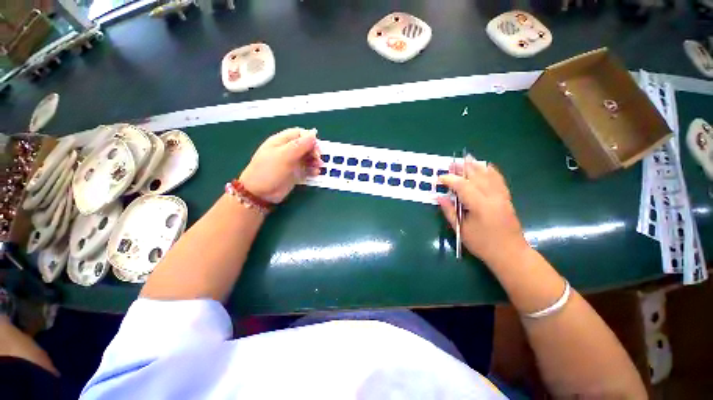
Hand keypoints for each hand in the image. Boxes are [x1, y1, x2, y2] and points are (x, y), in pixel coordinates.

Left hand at [239, 127, 320, 203]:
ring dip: (315, 160)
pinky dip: (313, 170)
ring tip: (318, 167)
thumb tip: (313, 134)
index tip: (315, 149)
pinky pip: (307, 168)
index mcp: (281, 141)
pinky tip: (315, 173)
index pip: (299, 134)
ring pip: (308, 157)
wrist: (260, 193)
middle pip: (306, 145)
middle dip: (314, 151)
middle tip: (318, 159)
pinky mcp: (295, 173)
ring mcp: (292, 162)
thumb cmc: (269, 171)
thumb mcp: (284, 156)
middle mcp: (287, 150)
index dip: (310, 139)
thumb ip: (299, 145)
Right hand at [437, 158, 528, 266]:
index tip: (439, 178)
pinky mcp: (507, 199)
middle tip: (452, 163)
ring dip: (477, 166)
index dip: (450, 180)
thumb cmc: (482, 244)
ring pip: (489, 176)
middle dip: (463, 169)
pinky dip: (492, 172)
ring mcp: (502, 197)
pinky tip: (487, 166)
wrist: (510, 253)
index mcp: (480, 206)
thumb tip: (439, 197)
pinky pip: (499, 181)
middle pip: (476, 177)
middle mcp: (493, 197)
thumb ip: (450, 211)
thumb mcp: (462, 229)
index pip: (463, 186)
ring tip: (468, 158)